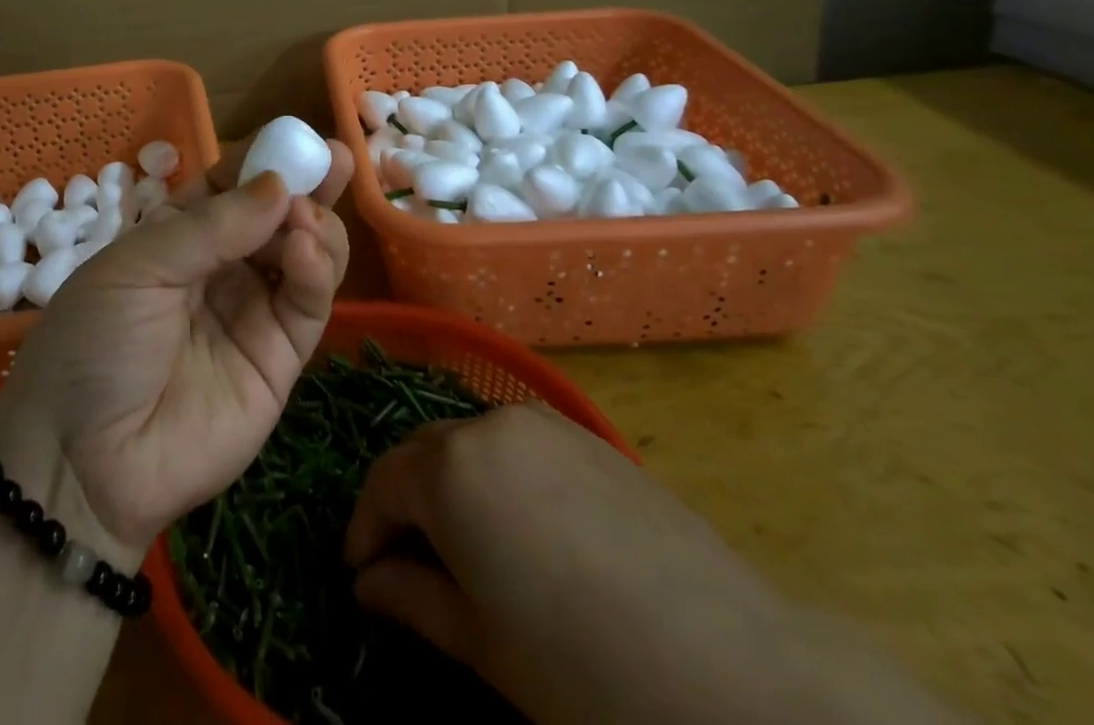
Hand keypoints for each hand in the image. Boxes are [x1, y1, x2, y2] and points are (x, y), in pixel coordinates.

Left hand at [0, 137, 353, 558]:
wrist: (83, 463)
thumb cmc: (96, 343)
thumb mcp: (138, 268)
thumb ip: (212, 227)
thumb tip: (279, 185)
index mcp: (178, 236)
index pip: (230, 186)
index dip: (262, 161)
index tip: (295, 137)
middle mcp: (221, 267)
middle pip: (275, 216)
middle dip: (305, 185)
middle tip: (333, 159)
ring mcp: (253, 311)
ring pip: (304, 254)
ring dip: (314, 224)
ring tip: (306, 217)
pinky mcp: (280, 358)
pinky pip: (308, 304)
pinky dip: (318, 270)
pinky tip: (310, 247)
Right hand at [344, 404, 935, 724]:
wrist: (733, 670)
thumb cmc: (582, 668)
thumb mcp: (481, 644)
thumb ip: (412, 600)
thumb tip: (368, 584)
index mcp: (450, 465)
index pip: (382, 484)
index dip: (364, 530)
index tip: (360, 574)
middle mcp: (488, 424)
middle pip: (424, 453)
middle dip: (405, 503)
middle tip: (403, 563)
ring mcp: (544, 423)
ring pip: (471, 444)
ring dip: (452, 486)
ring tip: (465, 547)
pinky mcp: (590, 438)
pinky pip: (520, 446)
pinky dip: (500, 477)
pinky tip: (525, 531)